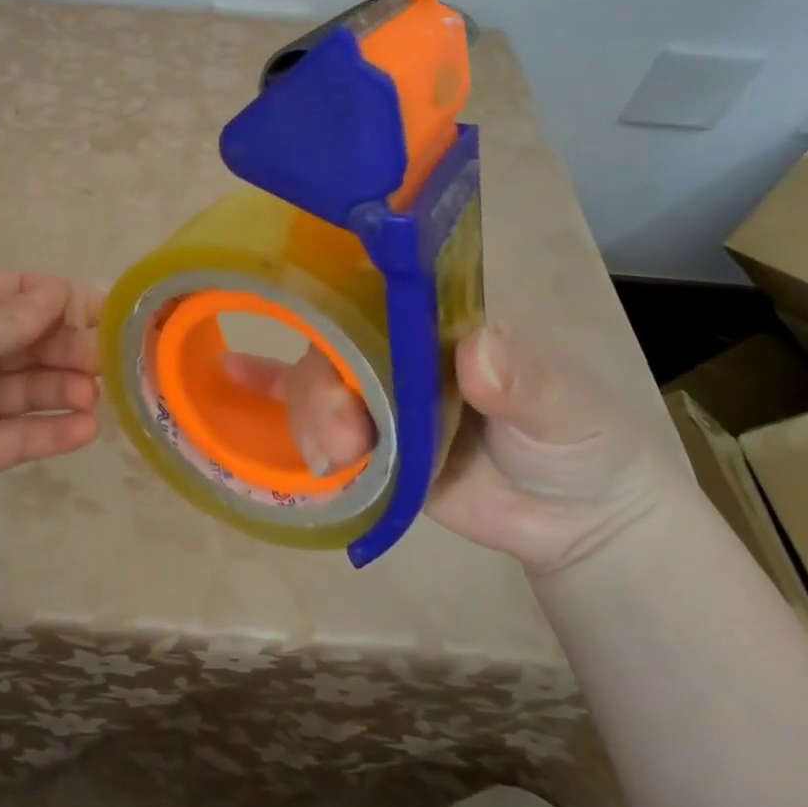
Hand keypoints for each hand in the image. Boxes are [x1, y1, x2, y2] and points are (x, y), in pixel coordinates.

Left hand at [0, 273, 102, 560]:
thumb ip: (3, 322)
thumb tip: (59, 292)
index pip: (10, 291)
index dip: (56, 297)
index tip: (104, 310)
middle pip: (26, 339)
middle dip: (67, 345)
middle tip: (108, 360)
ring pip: (29, 387)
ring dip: (65, 387)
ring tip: (95, 396)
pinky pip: (20, 435)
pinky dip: (52, 432)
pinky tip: (84, 430)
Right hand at [229, 326, 681, 574]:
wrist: (575, 521)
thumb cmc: (579, 438)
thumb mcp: (565, 407)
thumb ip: (525, 380)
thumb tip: (476, 352)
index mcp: (438, 318)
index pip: (377, 285)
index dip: (338, 289)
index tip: (312, 304)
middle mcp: (397, 344)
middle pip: (333, 339)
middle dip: (324, 383)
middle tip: (346, 438)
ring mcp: (377, 391)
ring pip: (316, 380)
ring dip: (310, 414)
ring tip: (339, 461)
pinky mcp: (367, 440)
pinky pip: (309, 414)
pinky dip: (266, 393)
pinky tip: (228, 381)